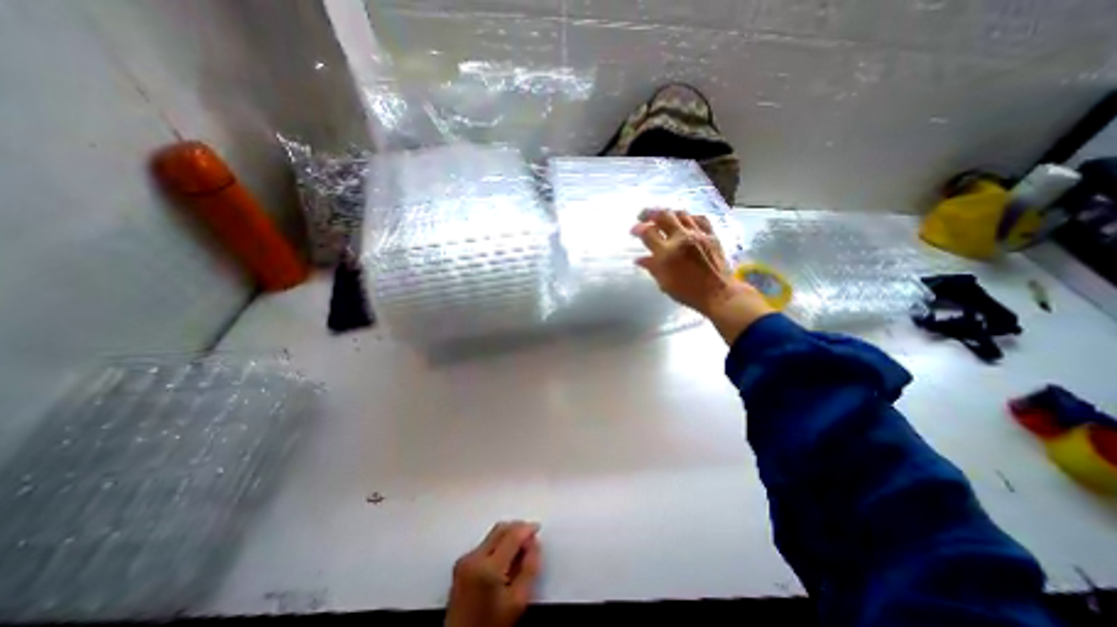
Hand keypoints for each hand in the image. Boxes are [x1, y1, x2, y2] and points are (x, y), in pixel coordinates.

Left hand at [445, 522, 540, 626]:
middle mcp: (473, 558)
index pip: (512, 535)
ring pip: (492, 535)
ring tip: (518, 552)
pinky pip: (484, 544)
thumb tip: (534, 544)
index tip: (537, 528)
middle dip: (518, 529)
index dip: (527, 529)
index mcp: (488, 568)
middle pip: (501, 530)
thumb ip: (530, 569)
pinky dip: (497, 545)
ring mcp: (464, 560)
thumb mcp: (518, 601)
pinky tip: (504, 560)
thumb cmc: (491, 626)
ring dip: (507, 537)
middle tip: (530, 539)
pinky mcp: (461, 564)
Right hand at [632, 207, 774, 340]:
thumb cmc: (688, 292)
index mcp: (667, 253)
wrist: (718, 294)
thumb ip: (652, 267)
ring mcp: (698, 234)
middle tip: (643, 216)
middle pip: (663, 215)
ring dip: (668, 213)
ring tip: (662, 217)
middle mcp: (681, 238)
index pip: (648, 232)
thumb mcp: (664, 283)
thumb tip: (639, 259)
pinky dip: (688, 217)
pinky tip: (685, 221)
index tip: (633, 231)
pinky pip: (699, 218)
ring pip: (681, 213)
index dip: (638, 229)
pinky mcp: (711, 235)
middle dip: (649, 213)